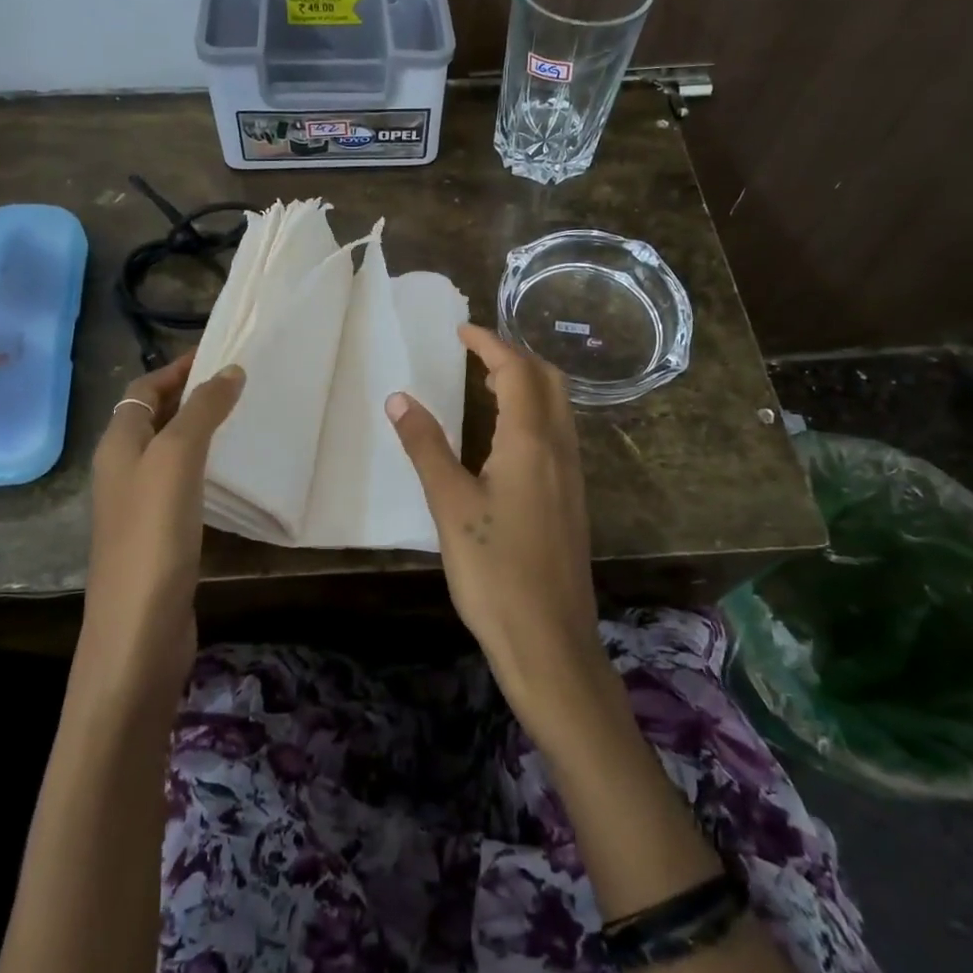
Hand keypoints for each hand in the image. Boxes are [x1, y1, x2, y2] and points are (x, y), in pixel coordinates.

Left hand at [82, 353, 244, 694]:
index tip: (219, 353)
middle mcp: (123, 470)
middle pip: (154, 417)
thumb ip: (201, 412)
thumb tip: (229, 370)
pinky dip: (205, 467)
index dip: (177, 368)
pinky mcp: (161, 534)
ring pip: (170, 451)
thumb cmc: (153, 534)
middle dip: (191, 395)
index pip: (144, 389)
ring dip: (200, 430)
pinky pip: (182, 483)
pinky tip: (231, 474)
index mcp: (118, 445)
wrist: (139, 629)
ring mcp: (140, 505)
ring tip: (242, 418)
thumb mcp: (175, 460)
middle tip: (238, 382)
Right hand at [386, 325, 604, 718]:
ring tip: (489, 382)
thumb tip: (399, 398)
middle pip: (549, 380)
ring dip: (529, 382)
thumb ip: (426, 447)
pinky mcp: (573, 500)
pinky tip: (509, 435)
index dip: (489, 344)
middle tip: (476, 352)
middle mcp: (560, 449)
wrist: (550, 642)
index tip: (461, 330)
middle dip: (515, 356)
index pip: (516, 371)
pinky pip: (559, 433)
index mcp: (530, 442)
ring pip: (559, 407)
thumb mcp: (450, 506)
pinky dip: (535, 412)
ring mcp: (572, 475)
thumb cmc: (495, 572)